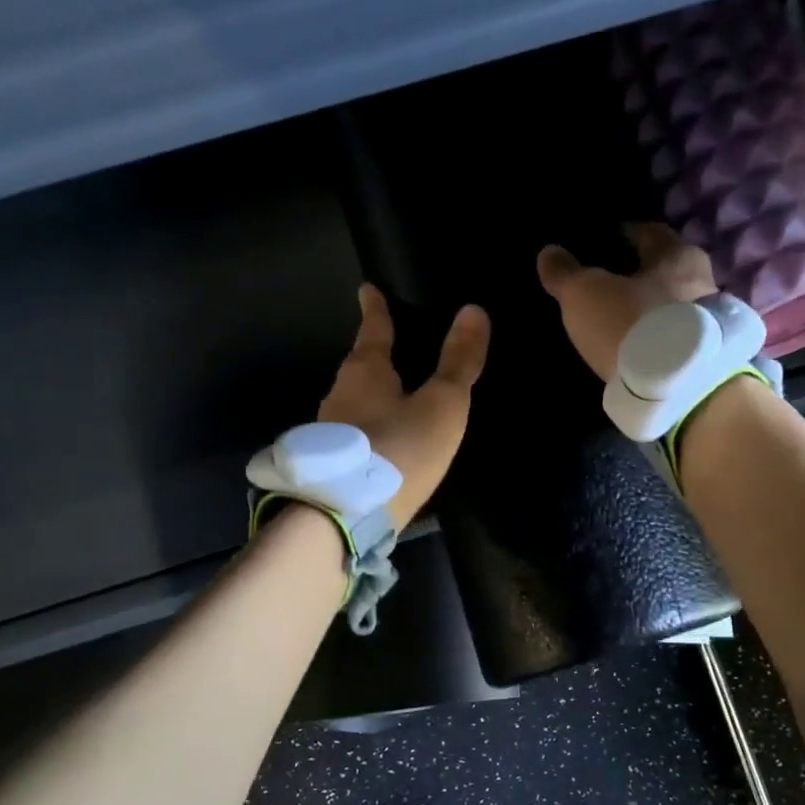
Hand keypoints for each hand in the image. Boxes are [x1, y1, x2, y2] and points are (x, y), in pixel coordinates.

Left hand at [318, 285, 489, 526]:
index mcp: (365, 371)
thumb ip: (458, 362)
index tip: (367, 289)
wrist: (346, 514)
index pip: (373, 330)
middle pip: (359, 366)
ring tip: (390, 394)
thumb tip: (474, 310)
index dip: (375, 310)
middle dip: (372, 355)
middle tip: (387, 345)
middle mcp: (340, 394)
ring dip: (369, 393)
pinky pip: (352, 432)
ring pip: (353, 400)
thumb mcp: (442, 405)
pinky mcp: (331, 463)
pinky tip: (381, 440)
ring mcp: (330, 430)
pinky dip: (367, 426)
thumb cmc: (400, 449)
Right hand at [535, 223, 716, 382]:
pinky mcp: (706, 357)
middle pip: (666, 270)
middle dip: (641, 274)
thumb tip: (548, 253)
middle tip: (612, 283)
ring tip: (622, 319)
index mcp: (677, 254)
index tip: (606, 241)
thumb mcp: (586, 294)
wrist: (680, 388)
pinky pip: (678, 338)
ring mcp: (710, 322)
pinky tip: (638, 347)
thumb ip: (566, 273)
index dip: (626, 235)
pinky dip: (659, 337)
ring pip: (674, 305)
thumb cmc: (633, 323)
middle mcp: (702, 281)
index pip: (650, 233)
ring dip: (651, 309)